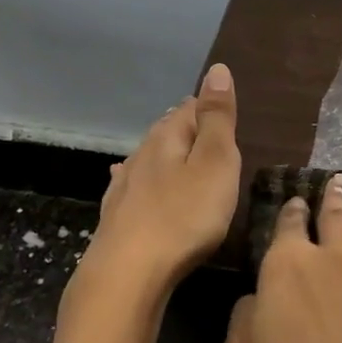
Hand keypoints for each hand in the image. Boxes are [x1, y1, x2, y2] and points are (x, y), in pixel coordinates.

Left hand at [86, 63, 240, 288]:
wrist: (128, 273)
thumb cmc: (183, 216)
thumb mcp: (215, 163)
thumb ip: (217, 118)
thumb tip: (216, 69)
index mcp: (167, 138)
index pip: (190, 108)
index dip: (209, 108)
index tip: (224, 112)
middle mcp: (142, 155)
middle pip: (167, 132)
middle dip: (187, 128)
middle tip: (207, 131)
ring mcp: (124, 186)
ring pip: (149, 159)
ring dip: (165, 154)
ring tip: (178, 153)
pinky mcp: (117, 216)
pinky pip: (133, 186)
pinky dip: (141, 180)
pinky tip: (129, 181)